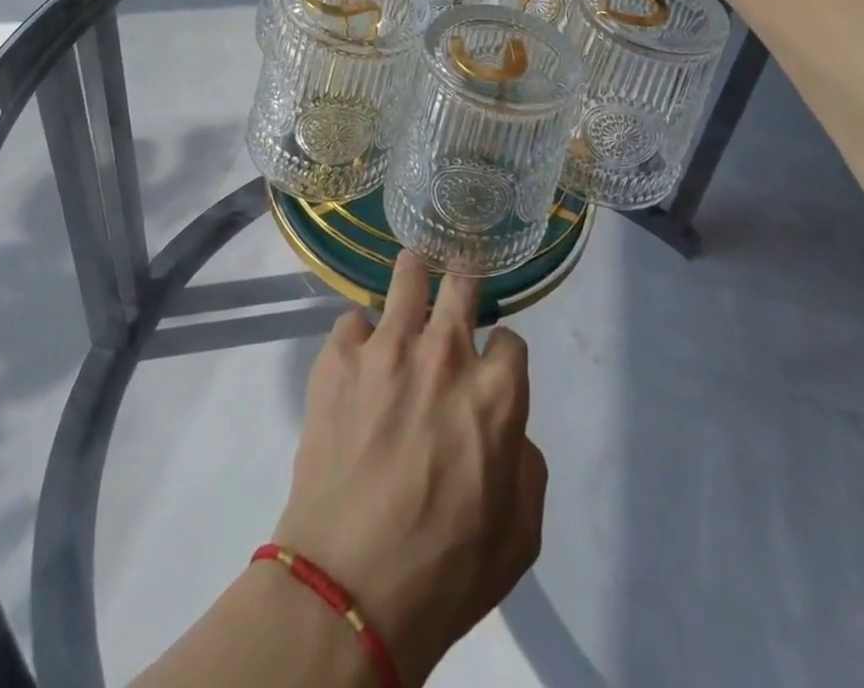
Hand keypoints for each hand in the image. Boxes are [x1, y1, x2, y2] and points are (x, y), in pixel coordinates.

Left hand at [271, 253, 546, 685]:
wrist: (349, 587)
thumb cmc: (446, 570)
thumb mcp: (520, 533)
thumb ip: (524, 461)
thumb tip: (506, 426)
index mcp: (496, 392)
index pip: (511, 337)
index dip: (503, 352)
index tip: (493, 363)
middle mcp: (445, 353)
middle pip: (462, 284)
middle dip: (464, 285)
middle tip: (455, 293)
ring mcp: (387, 348)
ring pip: (407, 278)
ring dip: (413, 278)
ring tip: (410, 276)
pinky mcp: (339, 356)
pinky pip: (353, 320)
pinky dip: (360, 336)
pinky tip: (358, 360)